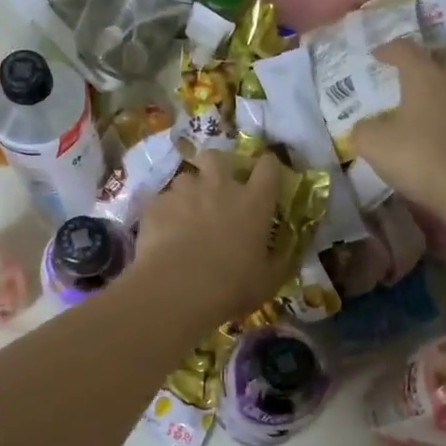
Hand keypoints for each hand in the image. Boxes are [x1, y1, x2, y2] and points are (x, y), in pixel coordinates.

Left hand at [131, 151, 294, 325]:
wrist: (179, 289)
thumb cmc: (232, 286)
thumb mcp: (267, 281)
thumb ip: (279, 262)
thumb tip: (288, 254)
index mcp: (254, 202)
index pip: (268, 167)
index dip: (267, 166)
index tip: (265, 175)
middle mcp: (220, 187)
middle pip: (217, 157)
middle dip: (215, 167)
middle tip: (214, 188)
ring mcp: (185, 192)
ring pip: (185, 177)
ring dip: (187, 192)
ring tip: (184, 214)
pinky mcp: (157, 204)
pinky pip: (161, 201)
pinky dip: (163, 213)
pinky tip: (162, 232)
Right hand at [349, 39, 445, 218]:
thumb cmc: (421, 158)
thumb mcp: (374, 146)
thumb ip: (363, 130)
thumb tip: (364, 126)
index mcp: (425, 74)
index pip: (405, 49)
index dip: (388, 50)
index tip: (377, 56)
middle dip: (433, 53)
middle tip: (418, 67)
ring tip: (440, 90)